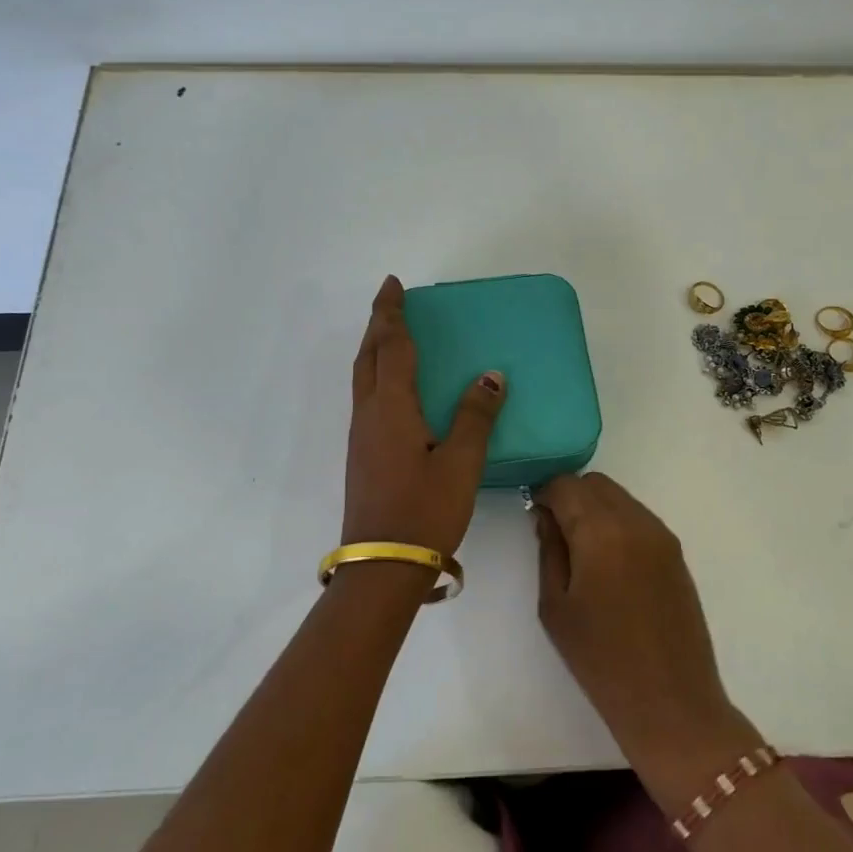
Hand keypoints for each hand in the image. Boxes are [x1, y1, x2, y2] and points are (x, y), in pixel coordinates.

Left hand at [343, 276, 506, 556]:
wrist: (383, 566)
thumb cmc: (425, 511)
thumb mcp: (461, 463)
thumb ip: (476, 416)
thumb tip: (491, 375)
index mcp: (391, 408)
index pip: (391, 346)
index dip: (392, 313)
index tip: (394, 285)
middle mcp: (369, 415)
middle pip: (368, 357)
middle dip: (378, 324)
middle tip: (391, 301)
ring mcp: (361, 437)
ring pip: (363, 377)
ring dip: (375, 349)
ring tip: (393, 335)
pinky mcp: (363, 456)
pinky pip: (367, 398)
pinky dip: (377, 375)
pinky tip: (394, 388)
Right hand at [533, 473, 753, 781]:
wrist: (671, 702)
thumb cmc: (601, 660)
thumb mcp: (556, 606)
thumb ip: (549, 550)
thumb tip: (546, 516)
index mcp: (602, 532)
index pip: (566, 485)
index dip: (543, 494)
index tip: (533, 517)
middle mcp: (636, 521)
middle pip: (595, 483)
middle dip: (570, 496)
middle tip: (553, 530)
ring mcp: (661, 535)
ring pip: (619, 497)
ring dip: (595, 507)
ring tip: (580, 548)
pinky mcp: (676, 552)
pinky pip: (639, 516)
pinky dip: (617, 521)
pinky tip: (607, 560)